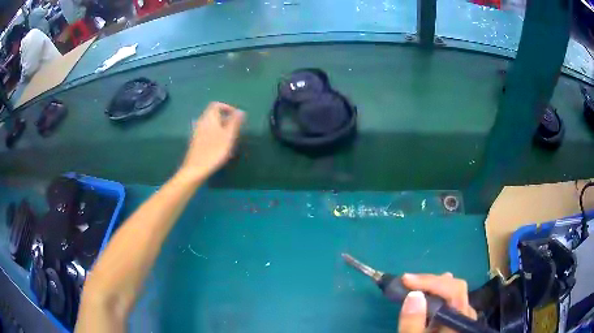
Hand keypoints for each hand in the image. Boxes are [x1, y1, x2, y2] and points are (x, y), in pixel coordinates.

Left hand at [180, 102, 243, 180]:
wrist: (195, 169)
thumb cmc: (214, 151)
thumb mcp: (228, 136)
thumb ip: (235, 122)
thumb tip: (240, 111)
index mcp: (209, 118)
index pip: (216, 105)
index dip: (227, 107)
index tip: (236, 116)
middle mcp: (201, 122)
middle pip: (213, 115)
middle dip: (226, 119)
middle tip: (235, 130)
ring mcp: (197, 132)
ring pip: (211, 125)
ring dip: (222, 129)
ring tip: (230, 140)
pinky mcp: (196, 142)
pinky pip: (208, 133)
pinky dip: (216, 136)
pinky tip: (221, 148)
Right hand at [398, 273, 476, 332]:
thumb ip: (413, 324)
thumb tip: (413, 294)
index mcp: (460, 320)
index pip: (454, 290)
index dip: (431, 281)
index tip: (405, 280)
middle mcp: (467, 315)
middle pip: (456, 288)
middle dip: (431, 282)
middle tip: (408, 283)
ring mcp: (464, 318)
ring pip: (455, 293)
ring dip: (434, 287)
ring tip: (416, 286)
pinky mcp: (458, 322)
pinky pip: (451, 301)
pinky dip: (437, 296)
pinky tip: (428, 299)